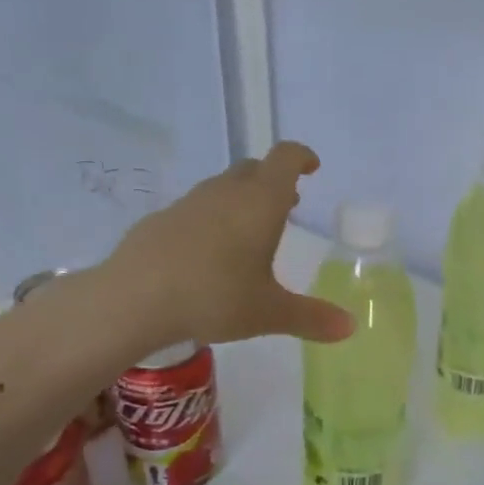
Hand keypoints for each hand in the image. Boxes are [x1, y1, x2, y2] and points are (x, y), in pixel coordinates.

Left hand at [106, 143, 353, 347]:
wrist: (133, 299)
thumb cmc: (215, 297)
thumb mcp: (269, 312)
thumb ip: (312, 318)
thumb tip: (350, 327)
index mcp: (260, 202)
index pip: (285, 158)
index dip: (301, 157)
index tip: (312, 167)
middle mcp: (226, 192)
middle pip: (254, 169)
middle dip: (274, 180)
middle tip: (287, 203)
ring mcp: (189, 203)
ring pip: (223, 187)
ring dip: (243, 198)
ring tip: (251, 229)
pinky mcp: (161, 220)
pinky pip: (197, 208)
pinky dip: (213, 218)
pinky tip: (208, 252)